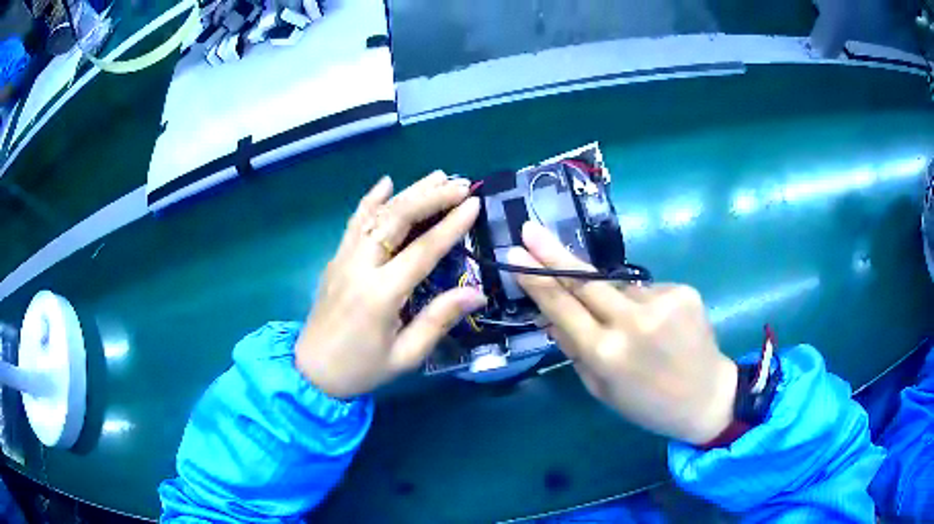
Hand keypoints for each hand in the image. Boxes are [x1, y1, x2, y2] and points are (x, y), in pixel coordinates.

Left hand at [296, 172, 486, 397]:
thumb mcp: (406, 355)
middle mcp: (360, 267)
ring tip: (437, 176)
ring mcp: (343, 259)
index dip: (450, 225)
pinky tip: (386, 182)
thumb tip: (476, 293)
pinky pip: (354, 222)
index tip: (473, 204)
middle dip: (431, 197)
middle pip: (396, 220)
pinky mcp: (335, 259)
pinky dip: (370, 200)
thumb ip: (438, 320)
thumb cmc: (362, 368)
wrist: (312, 371)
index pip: (422, 250)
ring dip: (408, 192)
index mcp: (381, 294)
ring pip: (376, 214)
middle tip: (460, 185)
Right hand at [509, 222, 736, 444]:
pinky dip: (643, 302)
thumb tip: (549, 314)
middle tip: (530, 229)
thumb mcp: (600, 388)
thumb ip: (574, 349)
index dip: (536, 278)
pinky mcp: (683, 291)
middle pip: (584, 280)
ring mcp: (661, 303)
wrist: (706, 397)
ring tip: (634, 328)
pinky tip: (658, 325)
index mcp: (605, 354)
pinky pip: (647, 289)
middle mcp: (631, 323)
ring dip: (614, 299)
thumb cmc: (646, 403)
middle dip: (553, 253)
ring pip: (619, 287)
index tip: (516, 252)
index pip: (561, 306)